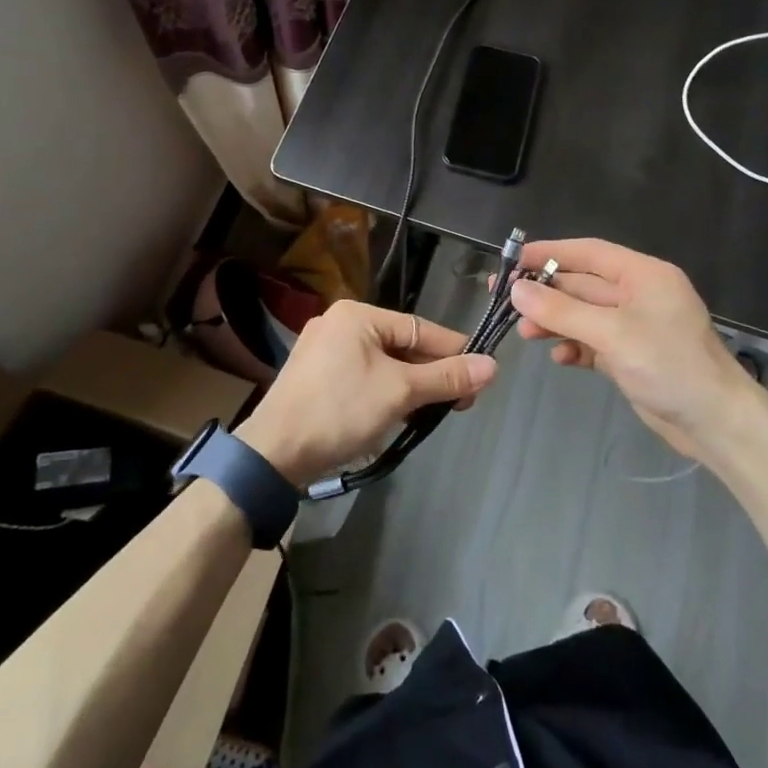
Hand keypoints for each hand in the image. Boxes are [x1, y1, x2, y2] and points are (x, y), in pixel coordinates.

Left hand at [236, 300, 497, 485]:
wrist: (274, 452)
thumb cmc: (341, 410)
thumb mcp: (401, 392)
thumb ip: (446, 377)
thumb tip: (492, 366)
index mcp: (357, 314)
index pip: (420, 328)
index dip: (454, 351)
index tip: (482, 374)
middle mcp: (338, 323)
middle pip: (401, 346)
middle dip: (431, 374)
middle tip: (461, 402)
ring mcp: (322, 350)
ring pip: (382, 363)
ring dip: (411, 387)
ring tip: (435, 411)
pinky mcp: (314, 377)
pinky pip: (362, 376)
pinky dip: (385, 392)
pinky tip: (400, 413)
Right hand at [509, 239, 754, 459]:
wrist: (715, 423)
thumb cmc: (669, 365)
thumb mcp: (612, 334)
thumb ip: (562, 311)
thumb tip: (517, 290)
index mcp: (643, 275)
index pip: (588, 253)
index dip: (549, 253)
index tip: (512, 261)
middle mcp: (638, 294)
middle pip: (582, 285)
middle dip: (545, 293)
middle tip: (503, 300)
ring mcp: (634, 326)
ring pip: (583, 315)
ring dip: (554, 322)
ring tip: (525, 334)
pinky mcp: (631, 355)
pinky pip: (593, 342)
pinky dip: (574, 347)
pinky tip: (559, 358)